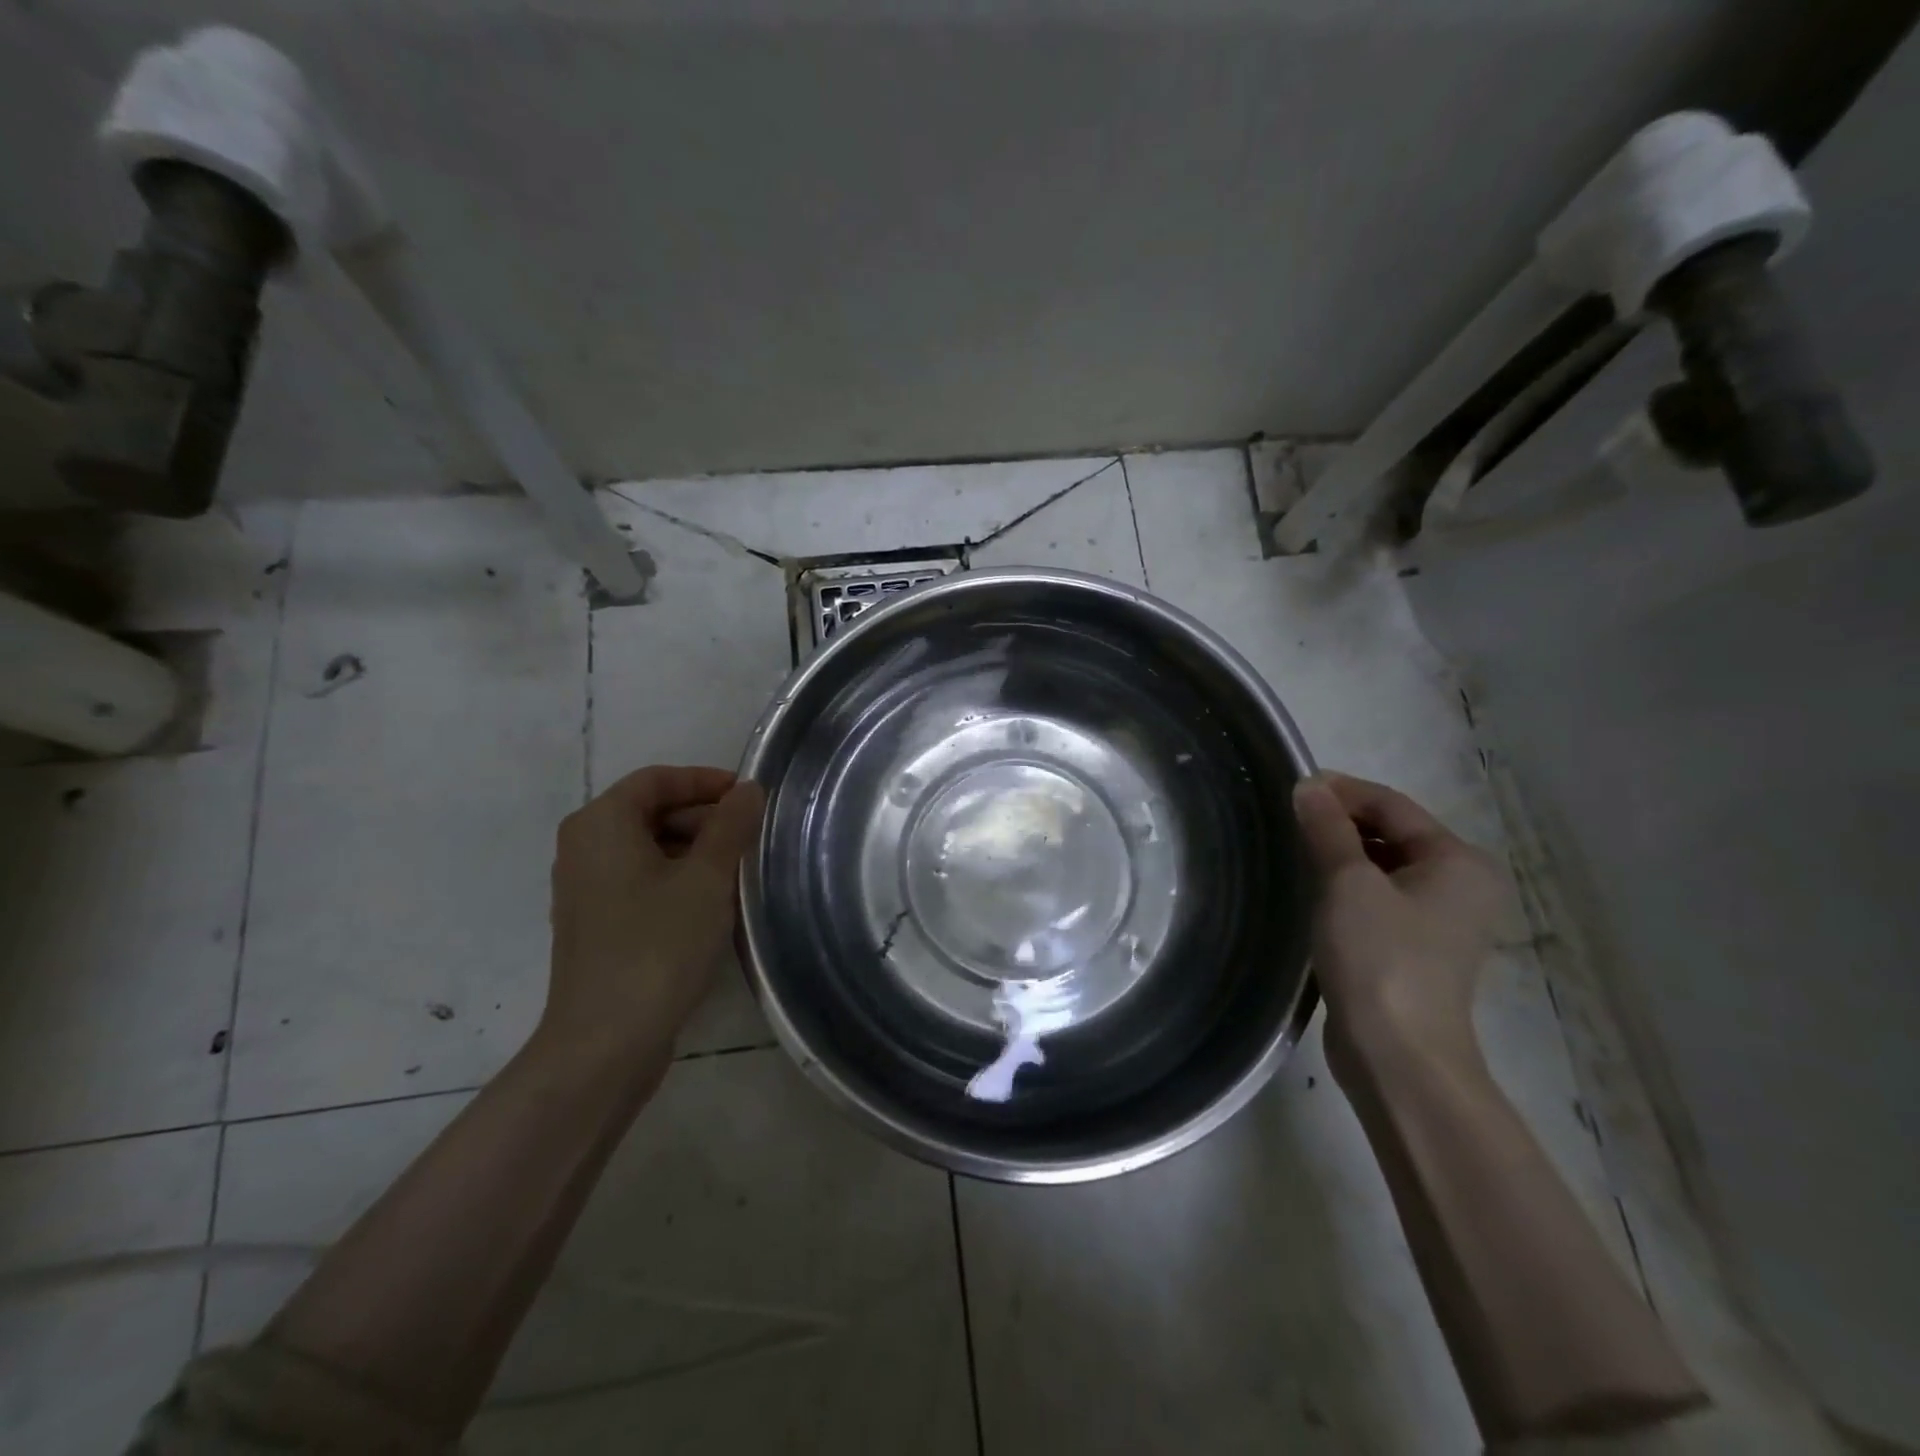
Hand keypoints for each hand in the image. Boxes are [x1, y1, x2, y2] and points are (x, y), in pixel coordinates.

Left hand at [540, 765, 764, 1074]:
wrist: (606, 1041)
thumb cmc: (657, 944)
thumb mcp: (707, 878)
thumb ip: (730, 825)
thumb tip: (748, 790)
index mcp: (600, 824)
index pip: (656, 779)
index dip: (705, 780)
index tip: (748, 796)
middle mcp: (584, 849)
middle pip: (650, 812)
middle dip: (704, 817)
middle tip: (750, 836)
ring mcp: (586, 890)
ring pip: (648, 849)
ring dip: (695, 850)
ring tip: (740, 870)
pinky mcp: (597, 925)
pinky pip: (641, 881)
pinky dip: (677, 878)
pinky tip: (712, 903)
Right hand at [1292, 772, 1507, 1079]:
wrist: (1397, 1054)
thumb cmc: (1379, 956)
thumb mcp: (1347, 882)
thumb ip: (1327, 828)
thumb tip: (1309, 785)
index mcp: (1459, 861)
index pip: (1394, 805)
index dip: (1342, 791)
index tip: (1293, 788)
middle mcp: (1461, 885)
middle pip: (1393, 833)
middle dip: (1341, 822)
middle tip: (1289, 819)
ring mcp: (1441, 920)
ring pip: (1384, 866)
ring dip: (1342, 853)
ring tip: (1294, 849)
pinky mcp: (1416, 948)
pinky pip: (1380, 897)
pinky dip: (1349, 885)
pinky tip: (1314, 889)